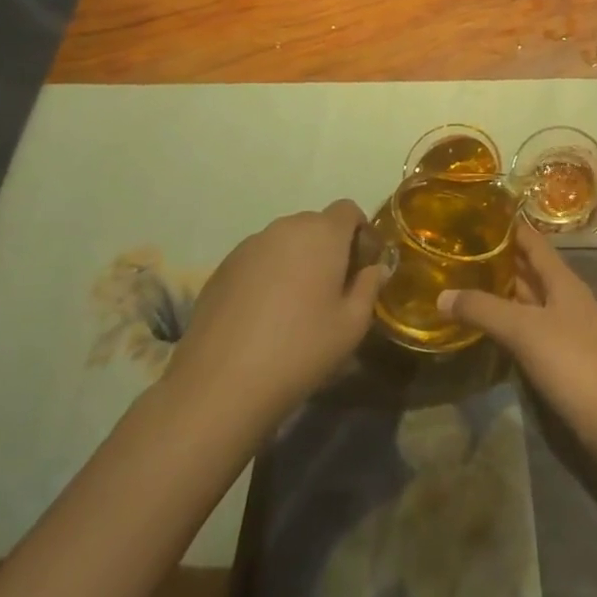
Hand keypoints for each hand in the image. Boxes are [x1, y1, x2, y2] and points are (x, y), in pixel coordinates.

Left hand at [163, 201, 382, 432]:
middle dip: (328, 248)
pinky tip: (261, 316)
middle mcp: (286, 227)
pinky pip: (257, 260)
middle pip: (316, 225)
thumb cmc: (300, 350)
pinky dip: (267, 276)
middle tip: (330, 290)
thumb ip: (370, 287)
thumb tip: (376, 268)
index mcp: (323, 233)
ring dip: (296, 261)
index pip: (348, 210)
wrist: (220, 386)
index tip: (360, 267)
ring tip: (293, 306)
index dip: (359, 233)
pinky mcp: (222, 268)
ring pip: (284, 242)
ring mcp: (250, 246)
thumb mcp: (352, 326)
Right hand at [438, 224, 596, 430]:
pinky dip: (510, 323)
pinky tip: (489, 329)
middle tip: (460, 252)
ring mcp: (567, 328)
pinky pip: (531, 328)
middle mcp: (565, 297)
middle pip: (530, 270)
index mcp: (562, 279)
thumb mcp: (524, 330)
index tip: (477, 216)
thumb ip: (484, 310)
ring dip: (503, 292)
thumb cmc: (573, 361)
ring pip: (530, 300)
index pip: (533, 241)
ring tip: (465, 285)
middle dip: (499, 260)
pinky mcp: (564, 357)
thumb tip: (441, 294)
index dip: (509, 227)